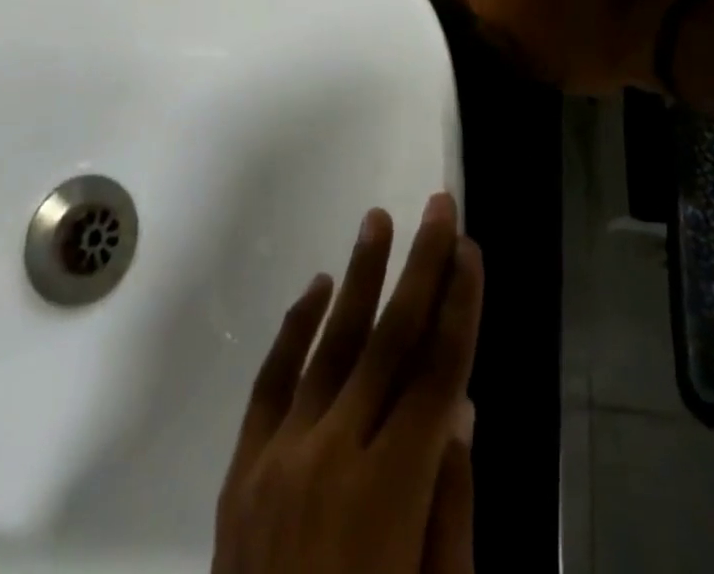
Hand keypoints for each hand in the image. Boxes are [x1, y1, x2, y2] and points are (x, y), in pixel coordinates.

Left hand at [213, 193, 481, 573]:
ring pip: (330, 344)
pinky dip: (294, 329)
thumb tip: (458, 405)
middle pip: (390, 341)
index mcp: (391, 495)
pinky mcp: (241, 469)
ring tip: (379, 220)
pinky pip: (270, 382)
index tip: (472, 250)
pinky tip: (317, 287)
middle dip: (422, 267)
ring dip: (359, 277)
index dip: (459, 307)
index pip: (438, 374)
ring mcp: (279, 458)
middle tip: (439, 208)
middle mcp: (333, 458)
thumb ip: (451, 504)